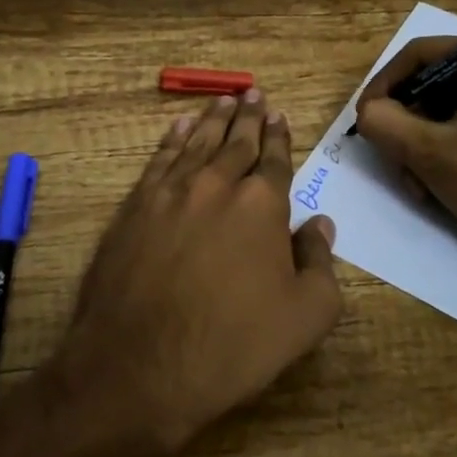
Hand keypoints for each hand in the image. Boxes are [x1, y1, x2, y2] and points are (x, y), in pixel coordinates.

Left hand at [54, 89, 343, 452]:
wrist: (140, 364)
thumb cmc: (232, 345)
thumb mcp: (304, 317)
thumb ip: (319, 262)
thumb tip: (320, 223)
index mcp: (262, 204)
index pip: (275, 159)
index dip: (279, 137)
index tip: (280, 116)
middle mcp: (217, 184)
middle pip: (237, 141)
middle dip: (249, 117)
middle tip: (253, 93)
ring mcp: (171, 191)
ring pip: (198, 142)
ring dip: (214, 119)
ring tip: (224, 99)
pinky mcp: (135, 206)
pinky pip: (159, 158)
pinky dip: (172, 138)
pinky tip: (179, 126)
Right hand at [354, 36, 456, 303]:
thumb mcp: (431, 152)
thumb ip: (385, 123)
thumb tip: (366, 114)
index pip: (421, 54)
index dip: (385, 85)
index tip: (364, 119)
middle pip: (430, 82)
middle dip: (404, 123)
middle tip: (390, 157)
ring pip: (440, 108)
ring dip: (417, 143)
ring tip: (414, 182)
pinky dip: (438, 150)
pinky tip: (431, 186)